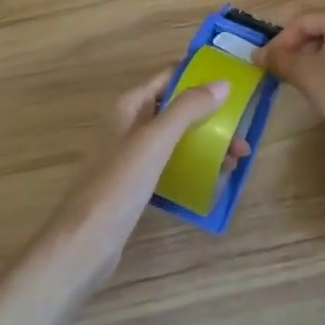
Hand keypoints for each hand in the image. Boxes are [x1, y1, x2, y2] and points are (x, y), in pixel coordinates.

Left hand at [44, 70, 251, 288]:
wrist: (82, 246)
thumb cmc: (118, 185)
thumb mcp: (156, 140)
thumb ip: (188, 108)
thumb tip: (223, 83)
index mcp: (129, 105)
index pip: (170, 77)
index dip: (200, 77)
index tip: (234, 86)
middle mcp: (128, 124)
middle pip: (176, 109)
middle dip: (209, 118)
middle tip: (241, 136)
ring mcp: (129, 156)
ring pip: (175, 139)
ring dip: (205, 143)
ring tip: (235, 161)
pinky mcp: (133, 186)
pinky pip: (169, 165)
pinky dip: (191, 166)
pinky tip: (211, 180)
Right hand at [257, 4, 324, 146]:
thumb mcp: (305, 74)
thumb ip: (280, 60)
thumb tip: (260, 54)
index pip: (302, 22)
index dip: (280, 42)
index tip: (267, 62)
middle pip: (324, 32)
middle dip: (302, 51)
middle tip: (288, 73)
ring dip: (322, 61)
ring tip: (310, 84)